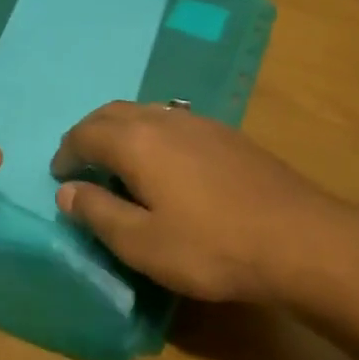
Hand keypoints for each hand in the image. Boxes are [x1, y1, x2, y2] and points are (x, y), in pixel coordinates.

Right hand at [50, 102, 358, 305]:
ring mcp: (200, 122)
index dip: (67, 152)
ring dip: (123, 130)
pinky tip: (165, 164)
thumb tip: (67, 191)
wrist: (298, 237)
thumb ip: (99, 213)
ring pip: (147, 112)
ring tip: (119, 163)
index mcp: (137, 141)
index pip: (86, 133)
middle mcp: (165, 119)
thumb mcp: (143, 244)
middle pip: (115, 113)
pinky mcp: (227, 134)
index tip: (60, 175)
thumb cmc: (211, 247)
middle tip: (81, 163)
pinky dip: (152, 134)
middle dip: (91, 133)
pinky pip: (173, 121)